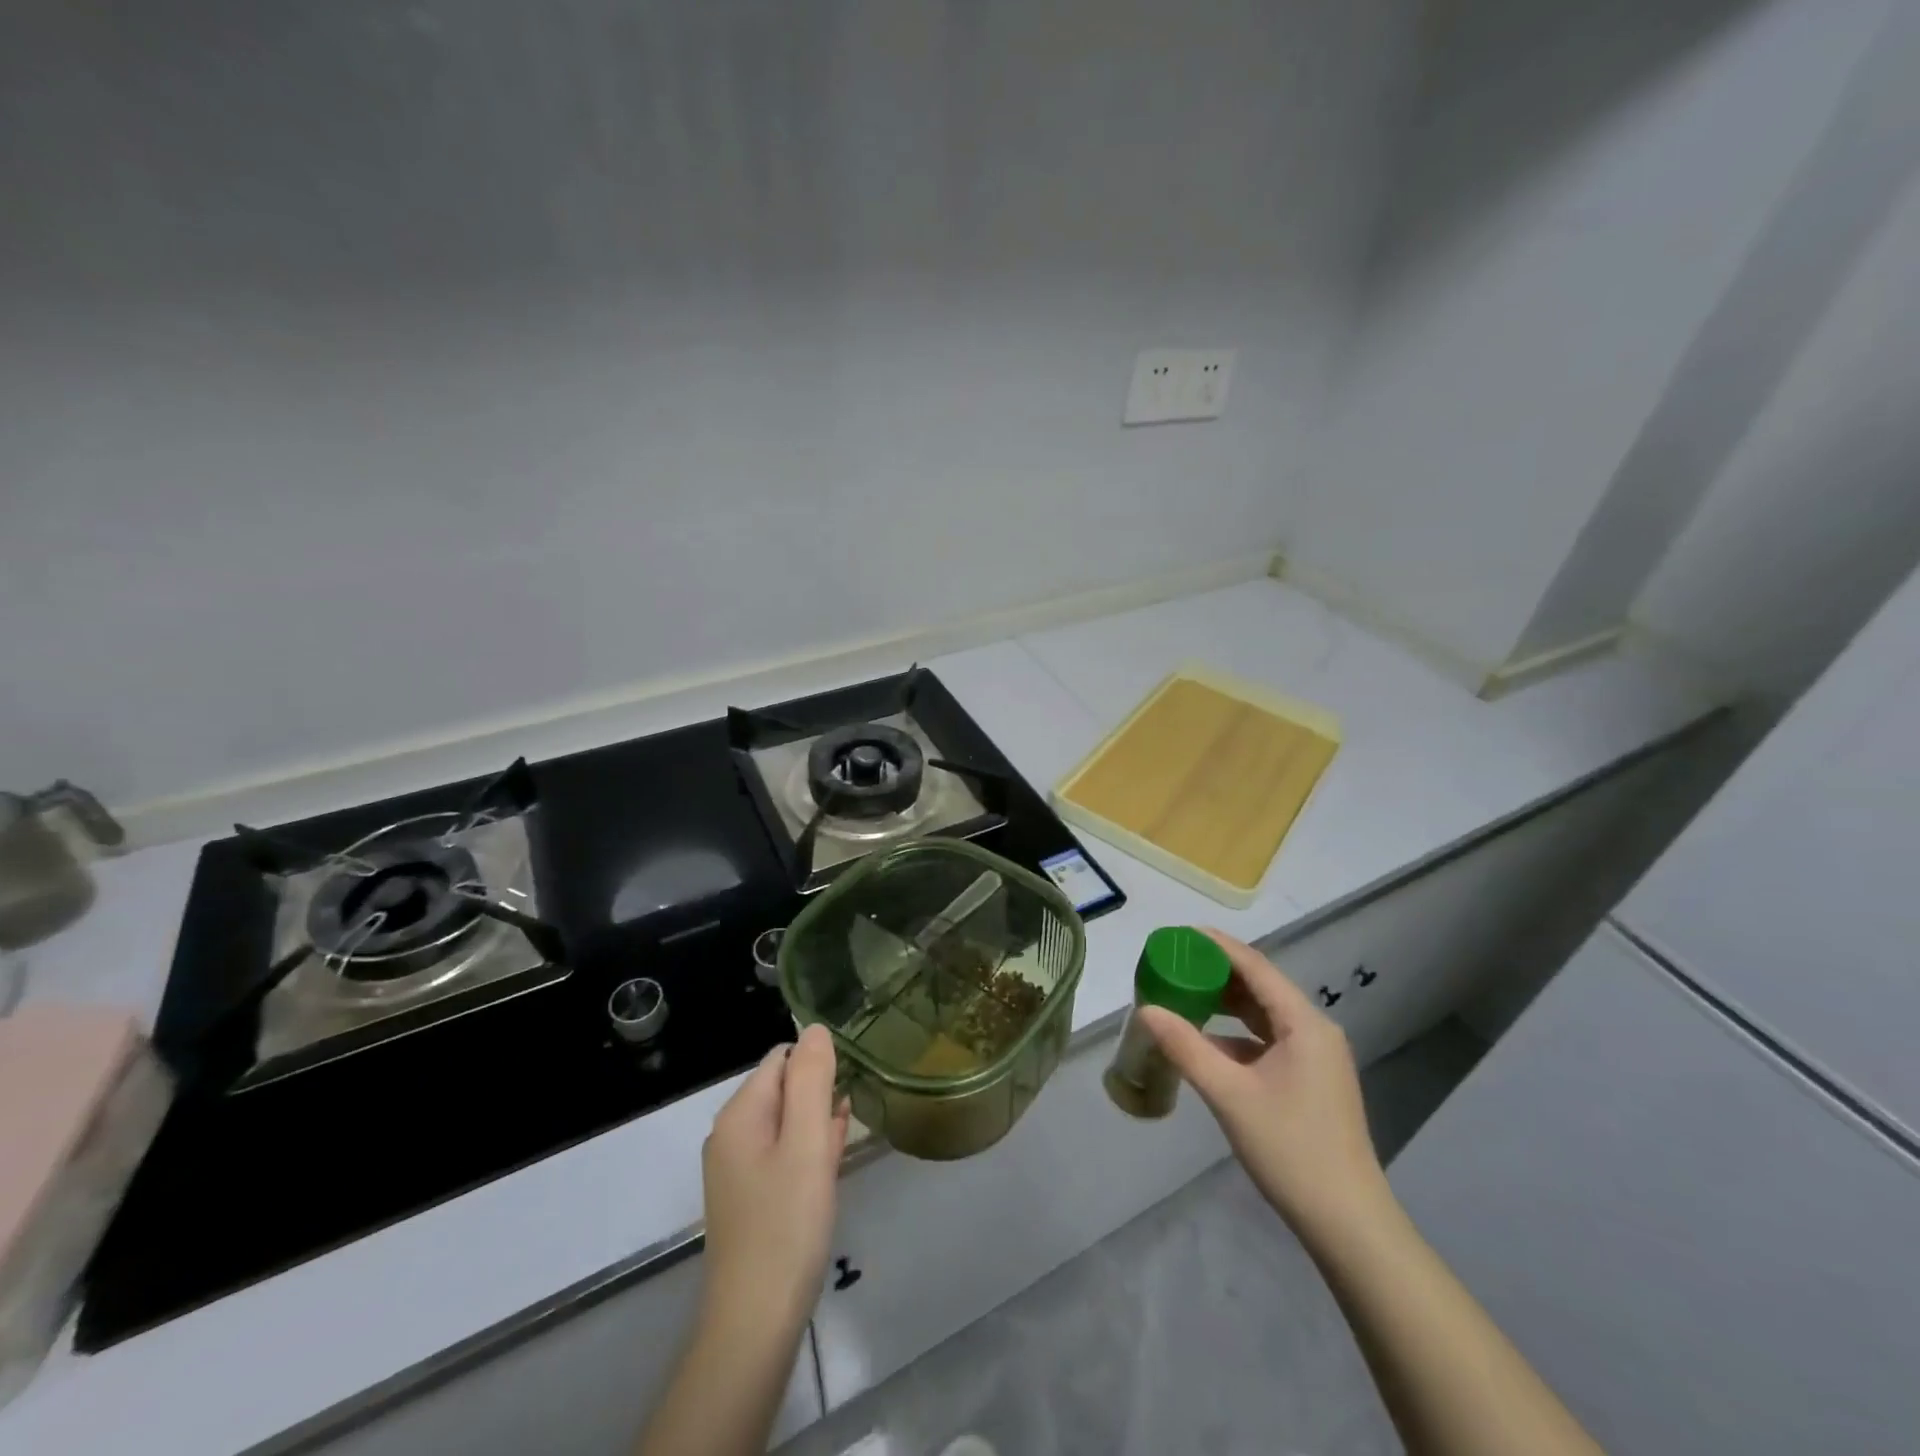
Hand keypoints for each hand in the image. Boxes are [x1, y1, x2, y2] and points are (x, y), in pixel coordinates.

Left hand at [699, 1024, 850, 1338]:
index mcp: (739, 1114)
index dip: (817, 1068)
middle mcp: (730, 1134)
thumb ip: (811, 1080)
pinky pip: (782, 1155)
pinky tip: (826, 1171)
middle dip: (818, 1101)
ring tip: (837, 1154)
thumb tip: (815, 1027)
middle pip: (783, 1089)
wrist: (755, 1323)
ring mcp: (736, 1169)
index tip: (844, 1095)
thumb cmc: (786, 1225)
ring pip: (786, 1124)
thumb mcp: (806, 1143)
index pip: (782, 1059)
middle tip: (841, 1134)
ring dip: (816, 1128)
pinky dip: (806, 1154)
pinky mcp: (748, 1197)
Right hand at [1140, 928, 1388, 1241]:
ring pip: (1264, 1015)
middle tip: (1174, 965)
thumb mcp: (1229, 1094)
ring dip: (1226, 1004)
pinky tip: (1207, 1043)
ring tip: (1184, 995)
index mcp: (1304, 1024)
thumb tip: (1146, 1010)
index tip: (1181, 935)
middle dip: (1217, 973)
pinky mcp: (1312, 1080)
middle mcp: (1315, 1031)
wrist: (1348, 1224)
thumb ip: (1186, 1047)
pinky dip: (1238, 1035)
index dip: (1218, 946)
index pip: (1255, 966)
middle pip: (1261, 987)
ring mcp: (1316, 1057)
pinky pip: (1269, 1041)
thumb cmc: (1290, 1149)